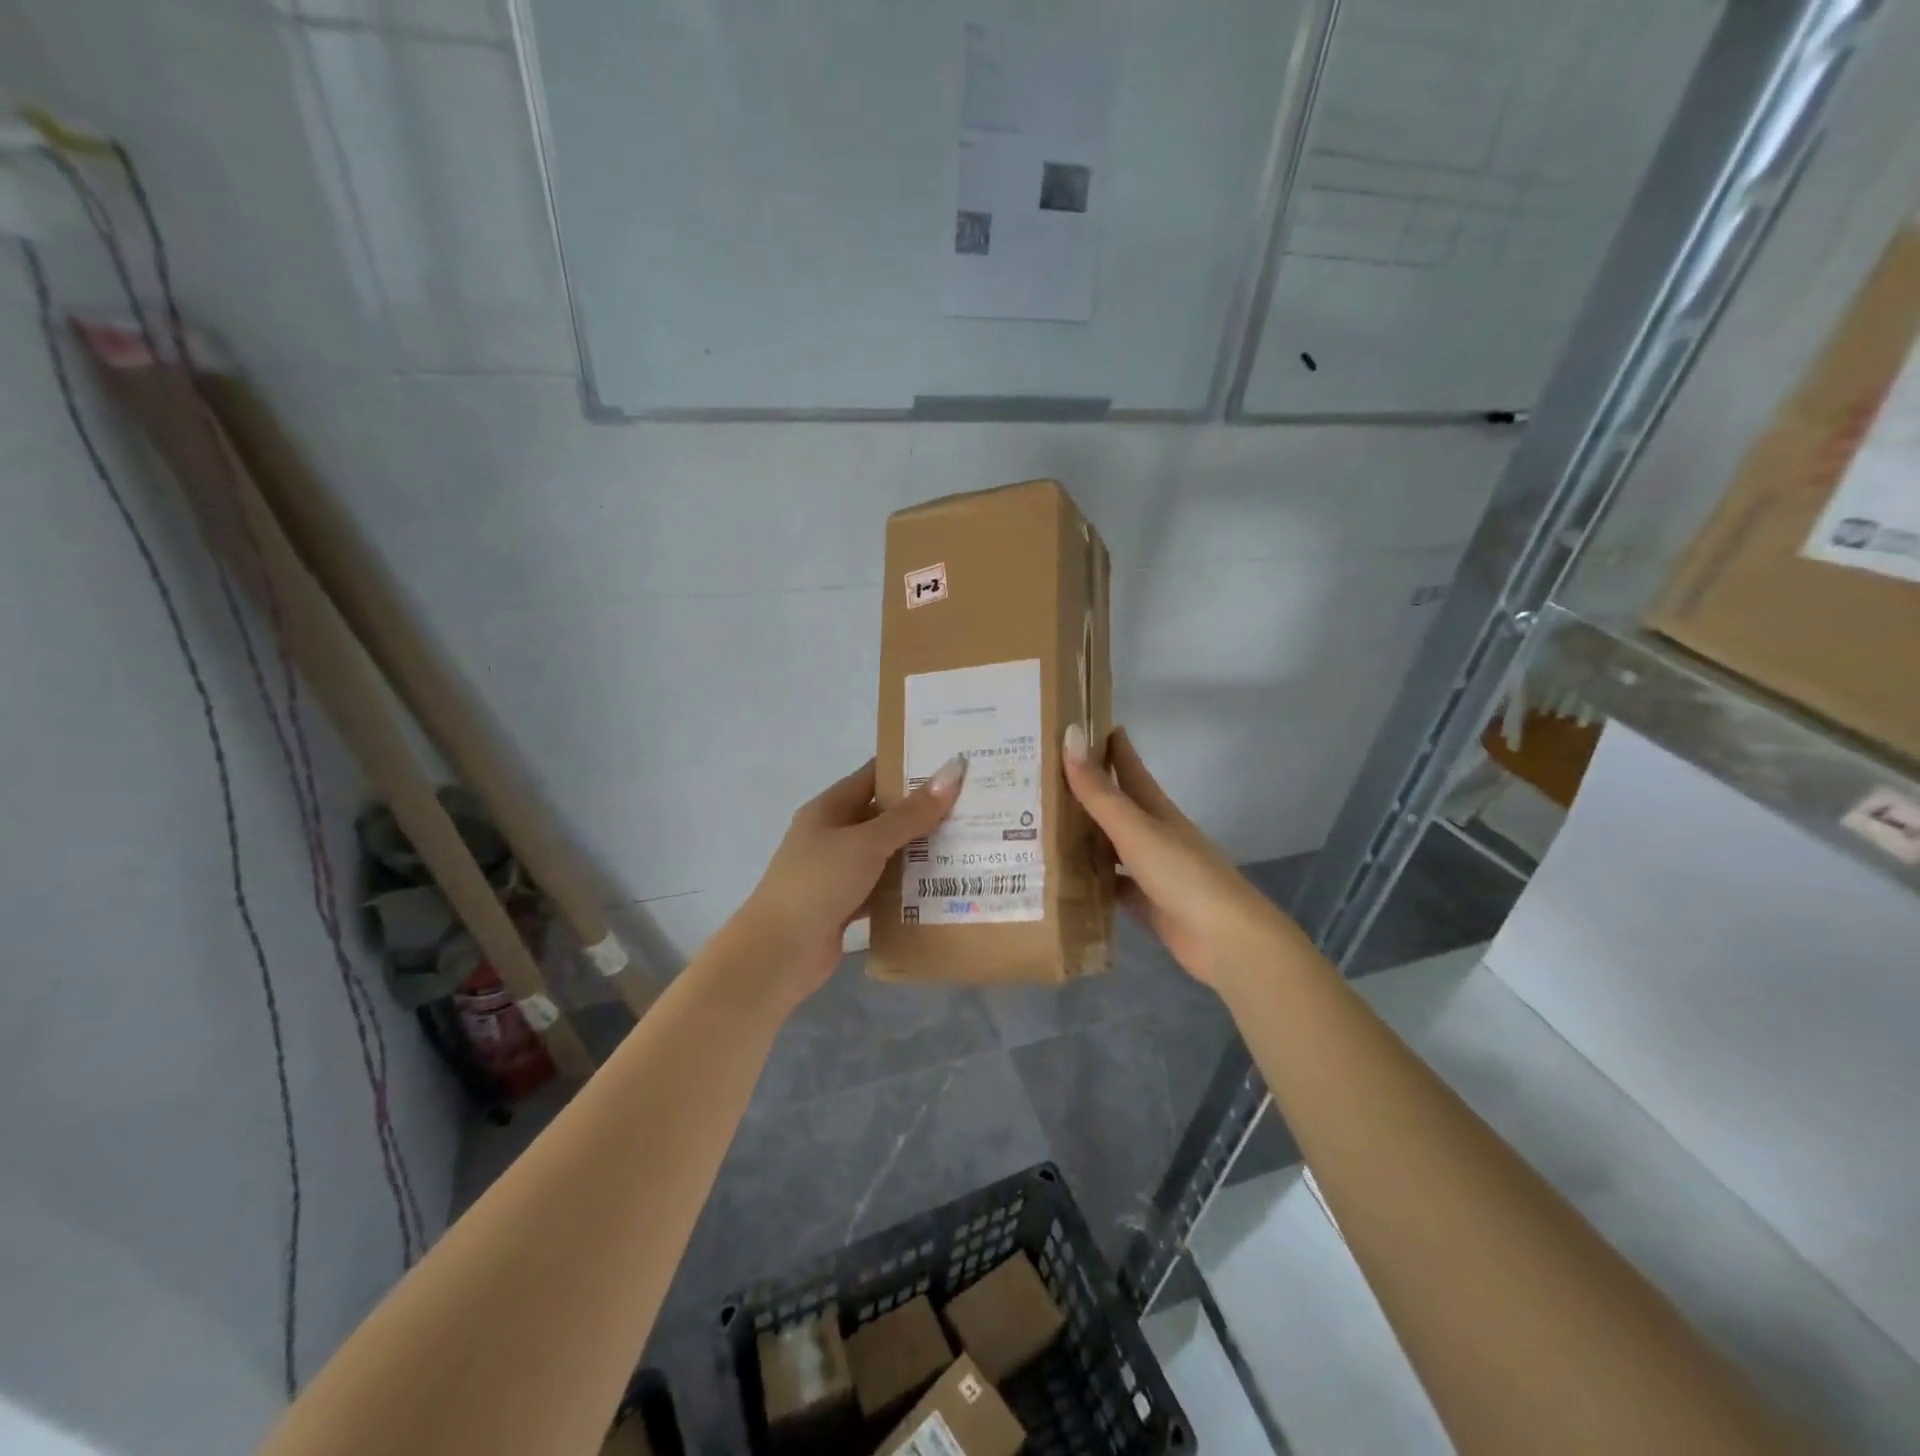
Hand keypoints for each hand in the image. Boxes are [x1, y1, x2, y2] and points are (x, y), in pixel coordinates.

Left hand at [729, 755, 965, 1009]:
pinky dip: (908, 887)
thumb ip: (911, 813)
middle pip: (884, 816)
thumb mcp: (867, 843)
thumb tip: (953, 770)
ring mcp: (839, 872)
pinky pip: (884, 888)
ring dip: (920, 851)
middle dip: (924, 812)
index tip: (953, 765)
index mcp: (829, 809)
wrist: (779, 954)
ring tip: (969, 843)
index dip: (910, 768)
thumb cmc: (818, 884)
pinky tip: (944, 886)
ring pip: (887, 854)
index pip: (874, 776)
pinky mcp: (847, 905)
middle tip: (973, 806)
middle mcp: (833, 835)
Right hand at [1063, 724, 1306, 993]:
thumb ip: (1100, 791)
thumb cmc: (1183, 874)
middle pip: (1115, 806)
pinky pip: (1110, 885)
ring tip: (1041, 824)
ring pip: (1109, 846)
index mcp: (1156, 810)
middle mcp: (1153, 835)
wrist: (1226, 940)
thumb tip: (1068, 736)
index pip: (1129, 768)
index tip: (1081, 722)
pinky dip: (1089, 880)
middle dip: (1085, 790)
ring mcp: (1150, 871)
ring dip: (1083, 836)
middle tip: (1042, 776)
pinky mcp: (1146, 903)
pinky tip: (1062, 878)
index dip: (1109, 745)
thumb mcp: (1136, 829)